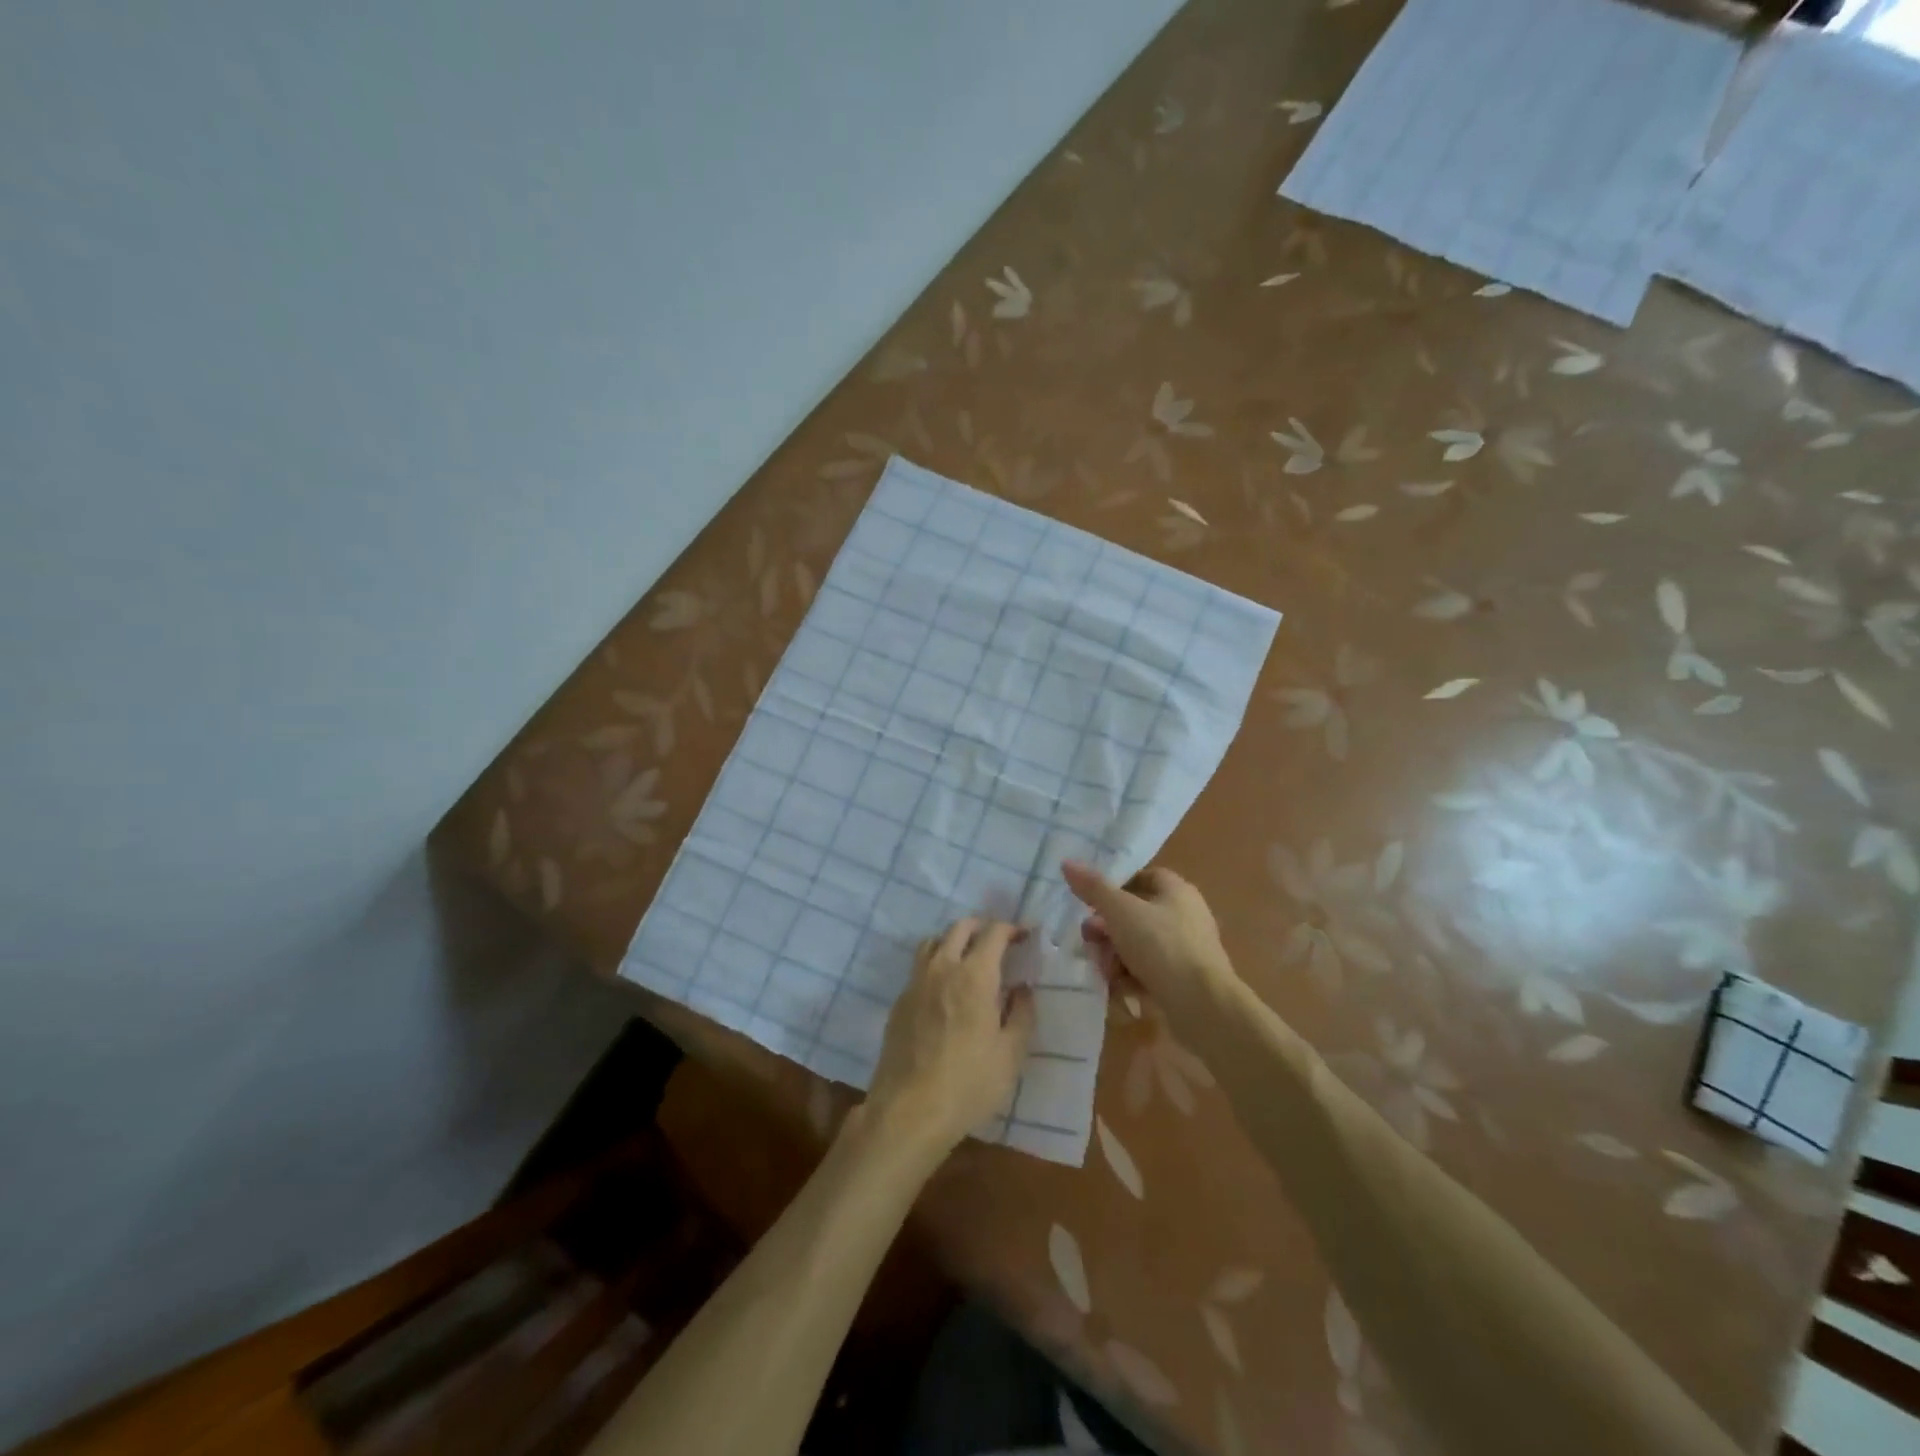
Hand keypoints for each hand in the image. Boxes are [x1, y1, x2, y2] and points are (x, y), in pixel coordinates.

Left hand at [865, 918, 1036, 1155]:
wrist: (908, 1111)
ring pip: (933, 942)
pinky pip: (919, 968)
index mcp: (975, 975)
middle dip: (982, 927)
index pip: (994, 933)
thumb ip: (1022, 1014)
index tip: (1024, 936)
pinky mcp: (899, 1002)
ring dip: (953, 940)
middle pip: (960, 928)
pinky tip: (944, 989)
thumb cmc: (969, 1084)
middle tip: (998, 942)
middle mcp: (943, 968)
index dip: (1012, 928)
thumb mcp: (1010, 1055)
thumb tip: (1024, 988)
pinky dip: (935, 964)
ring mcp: (916, 983)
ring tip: (968, 958)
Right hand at [1062, 860, 1240, 1027]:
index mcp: (1176, 891)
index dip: (1114, 887)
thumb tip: (1067, 862)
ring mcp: (1186, 949)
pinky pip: (1150, 971)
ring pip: (1139, 945)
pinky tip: (1118, 988)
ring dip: (1115, 956)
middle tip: (1090, 940)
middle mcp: (1185, 915)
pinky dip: (1131, 977)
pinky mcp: (1184, 980)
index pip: (1142, 877)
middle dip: (1107, 929)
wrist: (1202, 1005)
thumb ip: (1093, 888)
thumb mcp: (1121, 911)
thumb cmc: (1161, 946)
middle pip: (1136, 914)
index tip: (1091, 903)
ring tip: (1103, 970)